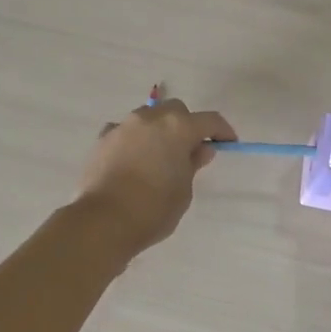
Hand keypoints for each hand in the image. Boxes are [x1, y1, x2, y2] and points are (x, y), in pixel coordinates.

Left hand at [76, 99, 235, 256]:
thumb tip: (200, 150)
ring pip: (148, 117)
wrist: (103, 221)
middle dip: (186, 125)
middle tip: (189, 150)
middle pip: (176, 110)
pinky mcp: (102, 138)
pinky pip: (124, 131)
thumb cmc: (153, 209)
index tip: (228, 143)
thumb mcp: (183, 190)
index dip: (222, 131)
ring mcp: (123, 126)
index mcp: (178, 128)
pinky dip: (133, 140)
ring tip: (158, 156)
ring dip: (158, 130)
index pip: (209, 120)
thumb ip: (192, 164)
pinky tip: (132, 160)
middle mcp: (150, 118)